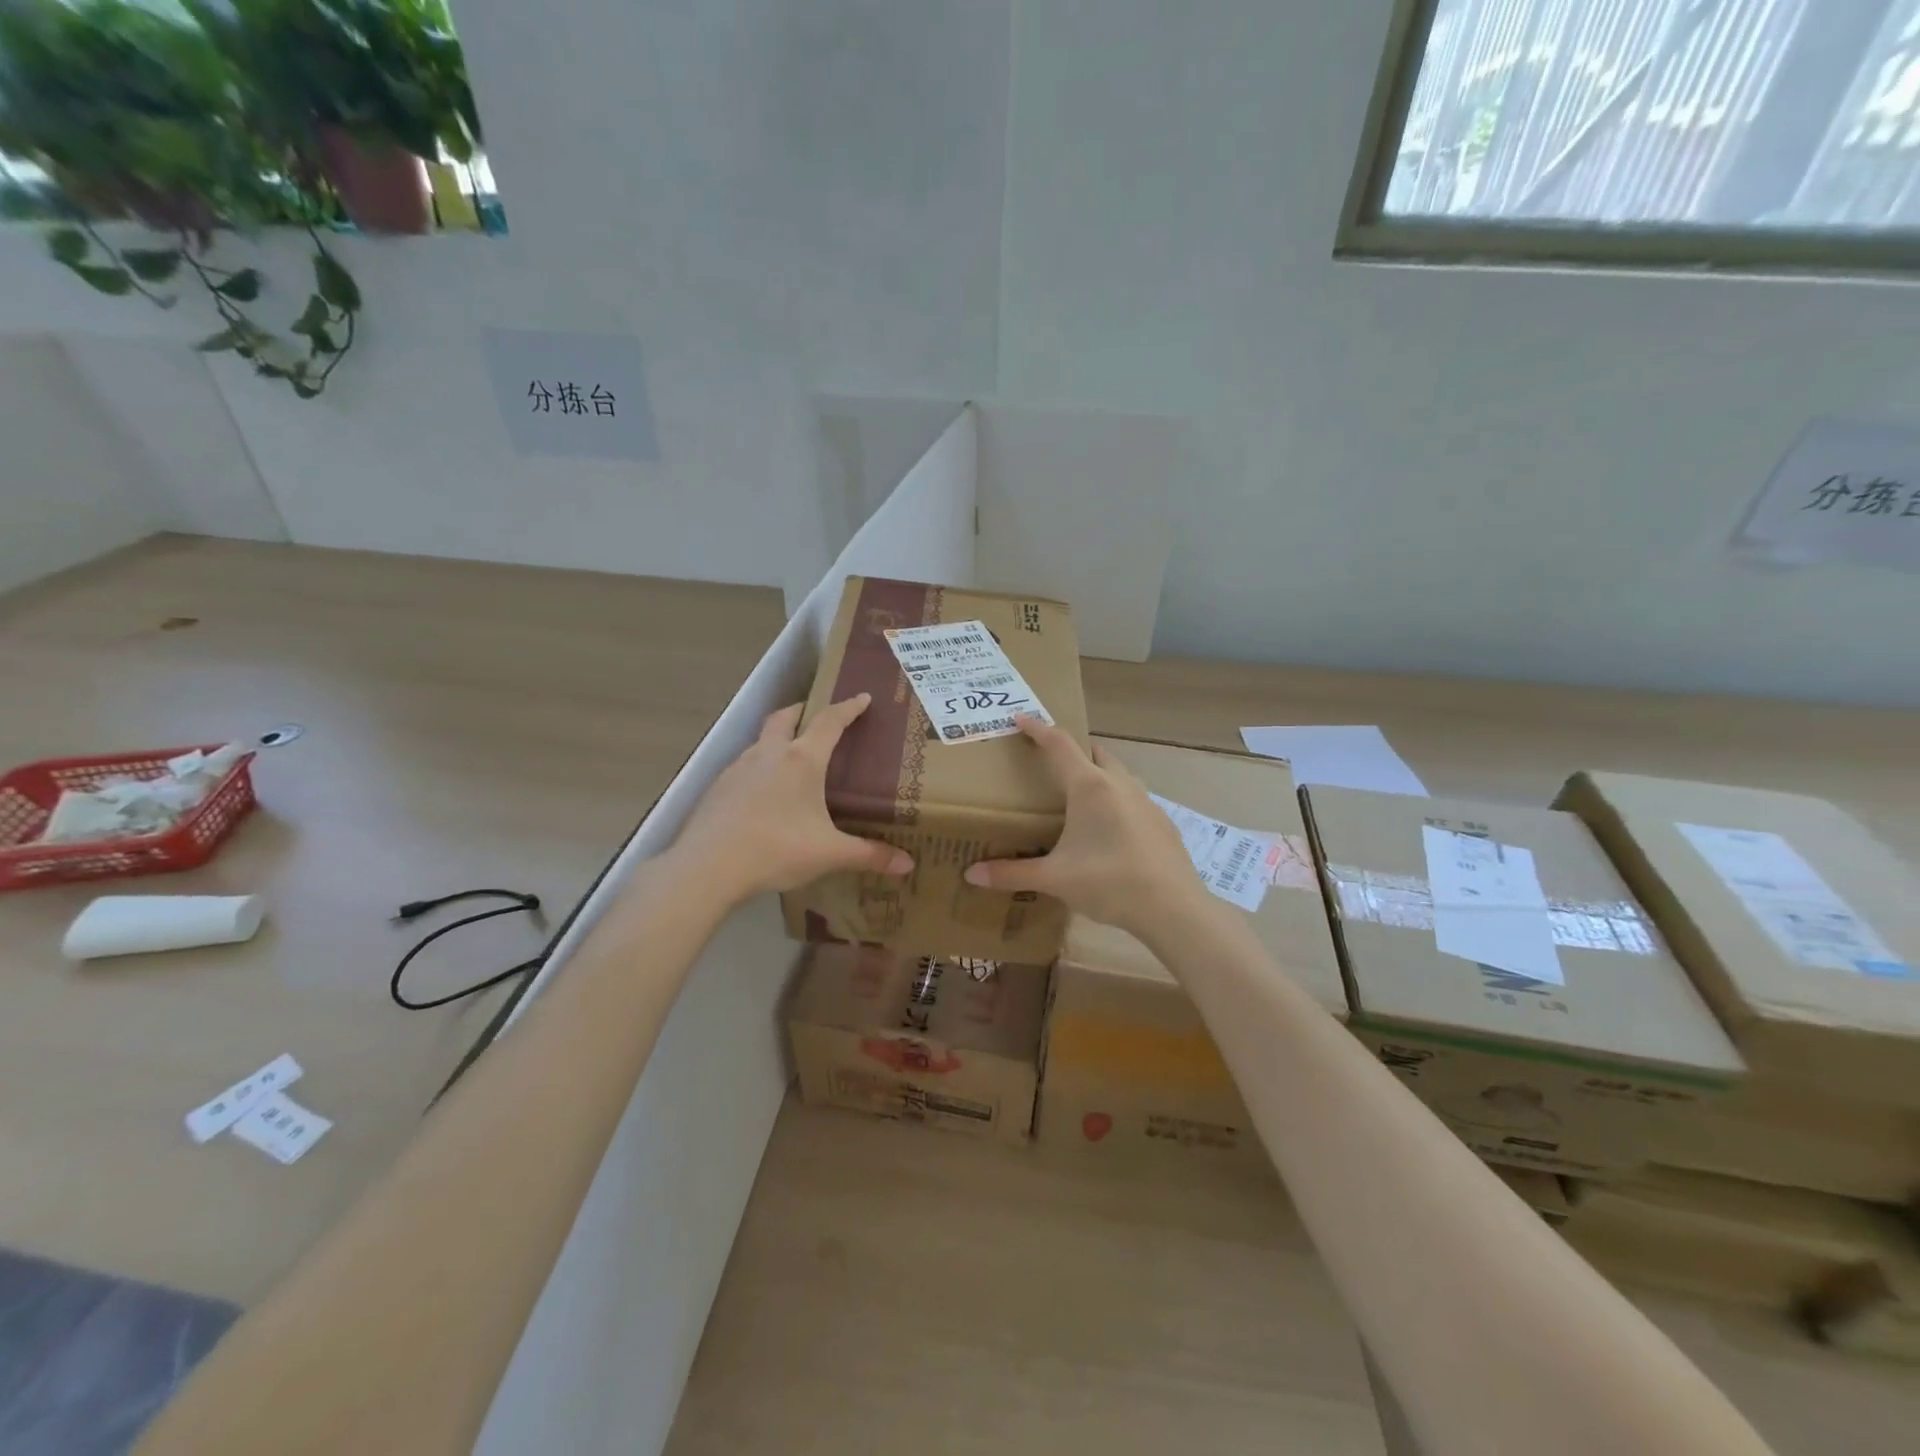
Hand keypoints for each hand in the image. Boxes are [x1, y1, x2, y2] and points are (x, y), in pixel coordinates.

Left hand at [667, 694, 912, 906]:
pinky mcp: (718, 787)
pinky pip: (744, 766)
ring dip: (778, 738)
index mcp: (802, 760)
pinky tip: (763, 791)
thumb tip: (908, 865)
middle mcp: (769, 754)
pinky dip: (759, 766)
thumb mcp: (829, 854)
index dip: (848, 708)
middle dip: (804, 710)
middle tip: (818, 715)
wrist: (707, 867)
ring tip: (791, 756)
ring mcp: (738, 768)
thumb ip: (869, 855)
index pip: (830, 722)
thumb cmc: (776, 850)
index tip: (862, 698)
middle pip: (786, 717)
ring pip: (761, 740)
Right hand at [964, 717, 1209, 940]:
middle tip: (1050, 764)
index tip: (1021, 718)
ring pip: (1117, 774)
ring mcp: (1145, 801)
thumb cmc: (1108, 883)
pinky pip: (1133, 799)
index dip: (1038, 729)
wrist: (1173, 907)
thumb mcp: (1055, 878)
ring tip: (1078, 797)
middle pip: (1093, 752)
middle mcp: (1119, 783)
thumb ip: (1011, 874)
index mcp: (1089, 787)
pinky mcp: (1161, 822)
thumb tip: (971, 875)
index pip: (1059, 744)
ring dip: (1097, 775)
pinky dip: (1116, 801)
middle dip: (1072, 751)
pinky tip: (1109, 831)